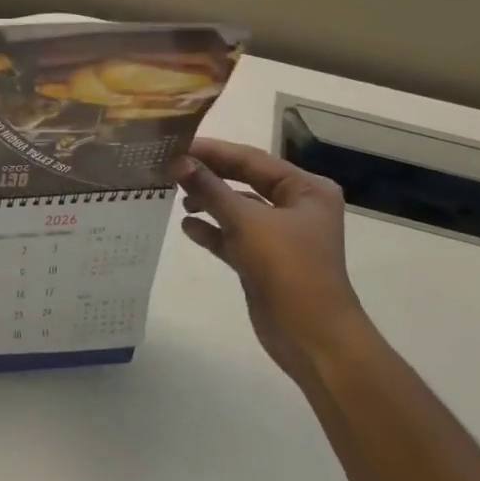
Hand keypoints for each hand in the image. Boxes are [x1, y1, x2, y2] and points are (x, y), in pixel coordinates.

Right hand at [172, 138, 371, 383]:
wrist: (311, 335)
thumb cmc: (288, 268)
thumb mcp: (248, 222)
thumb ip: (211, 189)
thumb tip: (179, 161)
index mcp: (305, 189)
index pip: (252, 159)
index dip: (213, 151)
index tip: (176, 145)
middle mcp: (295, 207)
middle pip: (243, 181)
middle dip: (208, 176)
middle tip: (168, 168)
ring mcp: (279, 235)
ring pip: (236, 209)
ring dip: (207, 202)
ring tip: (175, 197)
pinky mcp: (263, 260)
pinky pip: (232, 236)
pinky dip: (211, 230)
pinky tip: (187, 227)